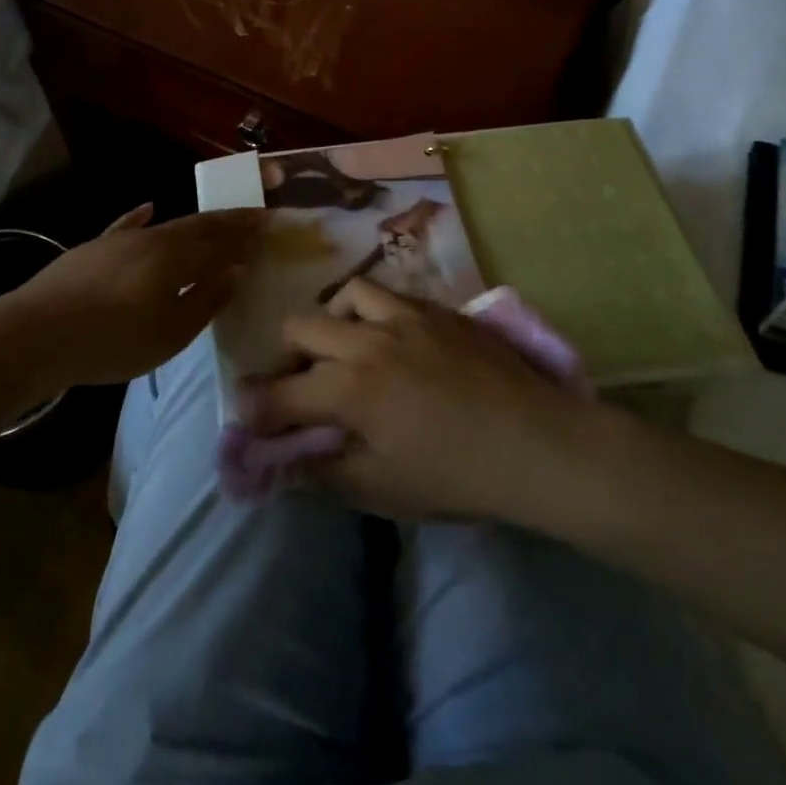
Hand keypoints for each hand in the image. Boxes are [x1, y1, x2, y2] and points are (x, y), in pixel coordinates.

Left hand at [0, 204, 265, 389]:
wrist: (36, 334)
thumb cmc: (113, 340)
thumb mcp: (170, 332)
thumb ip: (205, 299)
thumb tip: (235, 270)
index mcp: (175, 257)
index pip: (220, 239)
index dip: (245, 231)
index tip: (269, 220)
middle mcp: (151, 238)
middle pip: (196, 225)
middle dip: (227, 221)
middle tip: (252, 215)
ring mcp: (119, 240)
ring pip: (166, 225)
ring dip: (194, 222)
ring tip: (213, 219)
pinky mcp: (93, 249)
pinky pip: (126, 226)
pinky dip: (141, 217)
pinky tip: (148, 207)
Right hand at [240, 278, 611, 522]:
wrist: (538, 444)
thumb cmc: (458, 476)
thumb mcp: (384, 490)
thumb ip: (326, 473)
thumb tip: (287, 463)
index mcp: (350, 390)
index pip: (281, 393)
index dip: (256, 406)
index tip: (247, 411)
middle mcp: (367, 341)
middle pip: (300, 326)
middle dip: (285, 355)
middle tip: (299, 380)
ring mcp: (405, 317)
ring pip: (346, 295)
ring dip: (333, 321)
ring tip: (346, 346)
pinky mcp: (437, 310)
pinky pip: (390, 295)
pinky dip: (374, 312)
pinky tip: (392, 338)